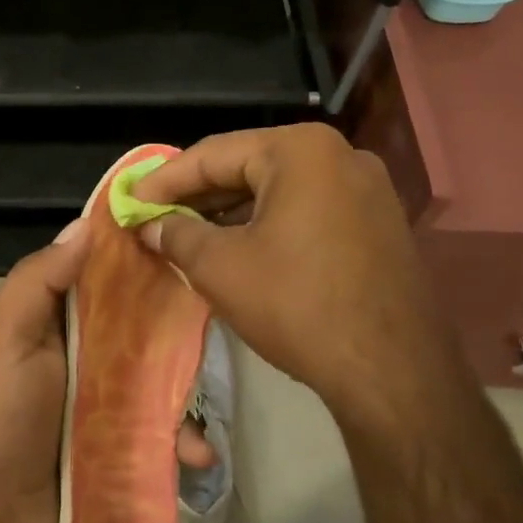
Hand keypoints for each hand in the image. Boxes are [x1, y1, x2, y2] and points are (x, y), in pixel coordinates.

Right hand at [130, 122, 468, 424]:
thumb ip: (177, 235)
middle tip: (155, 217)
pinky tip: (237, 248)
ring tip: (188, 234)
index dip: (164, 181)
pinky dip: (267, 224)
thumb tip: (151, 226)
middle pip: (249, 166)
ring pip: (278, 190)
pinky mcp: (378, 225)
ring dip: (230, 212)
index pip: (214, 154)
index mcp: (301, 150)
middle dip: (198, 195)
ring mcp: (366, 190)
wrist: (392, 371)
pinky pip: (307, 210)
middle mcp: (340, 155)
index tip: (130, 203)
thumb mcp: (220, 267)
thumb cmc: (296, 304)